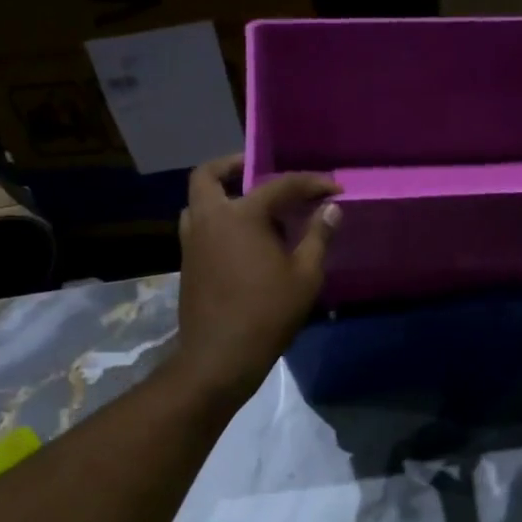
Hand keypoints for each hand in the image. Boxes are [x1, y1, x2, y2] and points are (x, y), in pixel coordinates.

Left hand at [169, 154, 341, 407]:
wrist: (219, 356)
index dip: (311, 183)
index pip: (280, 185)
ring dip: (221, 193)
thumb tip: (331, 209)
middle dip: (233, 165)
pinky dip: (217, 219)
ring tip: (252, 207)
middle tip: (258, 171)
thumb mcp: (305, 276)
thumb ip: (317, 236)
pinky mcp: (187, 262)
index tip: (334, 189)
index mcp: (241, 215)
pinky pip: (199, 225)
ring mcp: (192, 240)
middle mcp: (209, 218)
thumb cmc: (267, 313)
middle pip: (210, 175)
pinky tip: (242, 238)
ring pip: (198, 200)